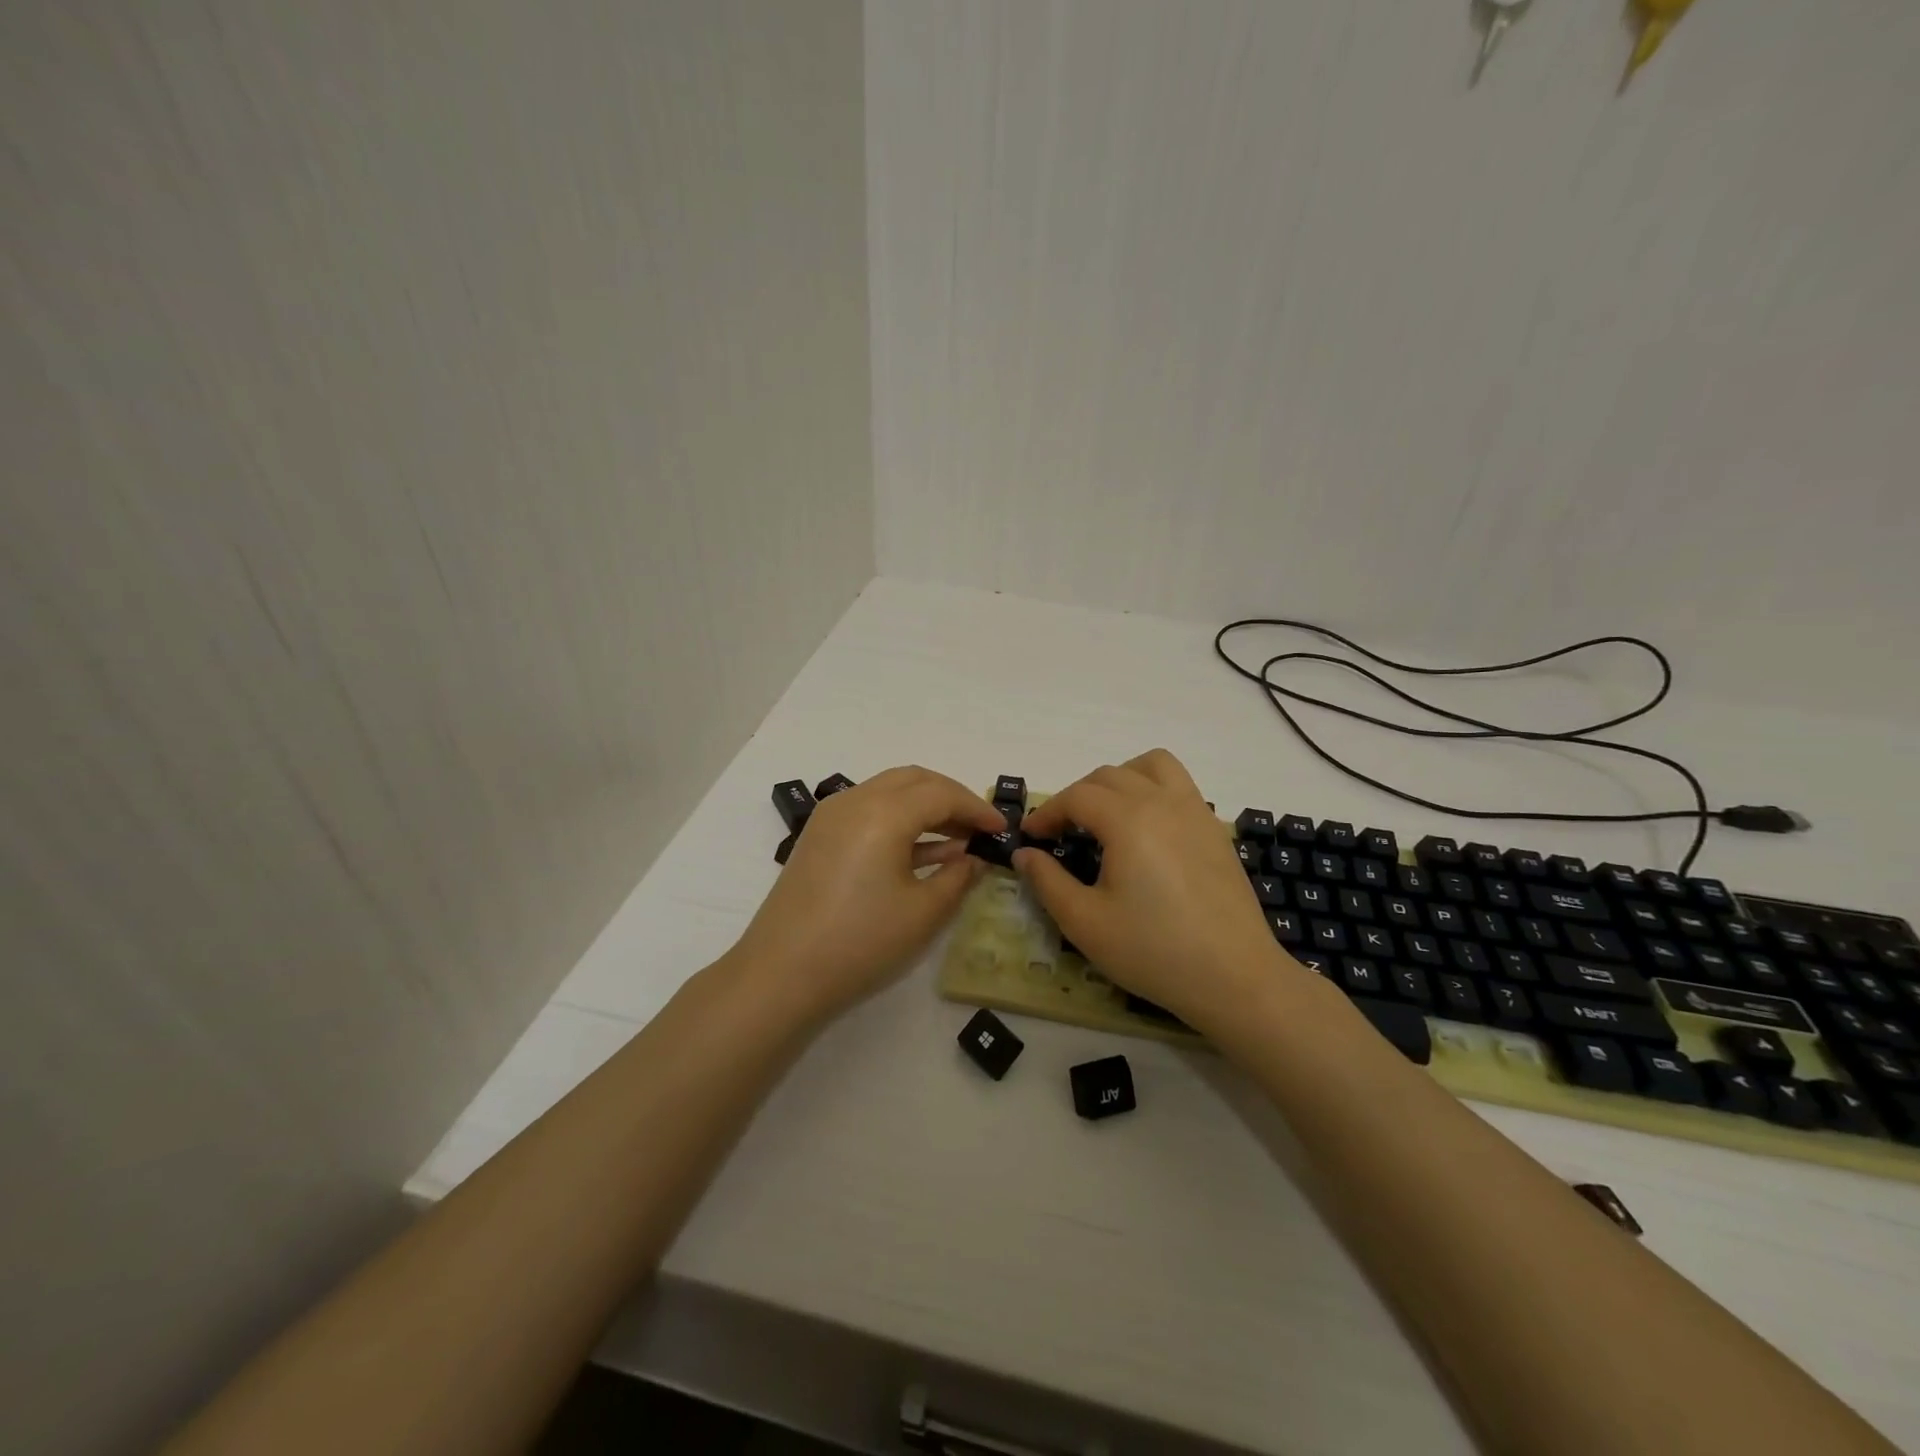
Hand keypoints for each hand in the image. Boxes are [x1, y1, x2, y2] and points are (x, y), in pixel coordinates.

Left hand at [730, 766, 1005, 1023]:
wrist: (781, 974)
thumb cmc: (861, 942)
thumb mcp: (924, 913)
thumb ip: (958, 877)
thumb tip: (974, 858)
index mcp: (883, 812)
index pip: (941, 793)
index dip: (976, 808)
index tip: (1001, 829)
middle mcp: (855, 800)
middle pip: (913, 780)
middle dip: (951, 797)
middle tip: (979, 826)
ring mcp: (831, 817)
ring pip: (888, 792)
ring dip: (924, 807)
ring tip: (957, 839)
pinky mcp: (819, 837)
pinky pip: (868, 812)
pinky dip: (899, 821)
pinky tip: (922, 851)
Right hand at [1014, 750, 1295, 1028]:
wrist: (1234, 977)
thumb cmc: (1153, 951)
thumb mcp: (1085, 922)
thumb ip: (1047, 881)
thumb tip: (1025, 854)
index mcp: (1128, 820)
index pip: (1076, 796)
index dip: (1047, 812)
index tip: (1031, 837)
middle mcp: (1162, 801)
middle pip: (1108, 776)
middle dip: (1075, 797)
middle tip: (1060, 833)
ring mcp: (1195, 811)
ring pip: (1151, 766)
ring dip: (1119, 778)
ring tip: (1106, 814)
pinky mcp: (1214, 829)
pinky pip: (1179, 785)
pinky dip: (1153, 789)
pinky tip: (1146, 831)